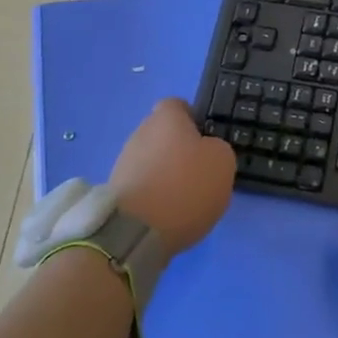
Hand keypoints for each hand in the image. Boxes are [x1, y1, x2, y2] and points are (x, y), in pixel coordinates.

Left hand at [108, 99, 235, 255]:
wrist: (136, 231)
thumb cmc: (185, 186)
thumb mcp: (222, 162)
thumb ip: (217, 149)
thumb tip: (206, 151)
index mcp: (166, 117)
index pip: (178, 106)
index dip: (193, 119)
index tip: (206, 140)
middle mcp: (141, 132)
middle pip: (163, 135)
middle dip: (178, 150)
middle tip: (199, 173)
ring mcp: (124, 162)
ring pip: (151, 161)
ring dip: (165, 175)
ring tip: (183, 200)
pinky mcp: (115, 191)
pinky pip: (142, 186)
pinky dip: (154, 197)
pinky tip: (166, 215)